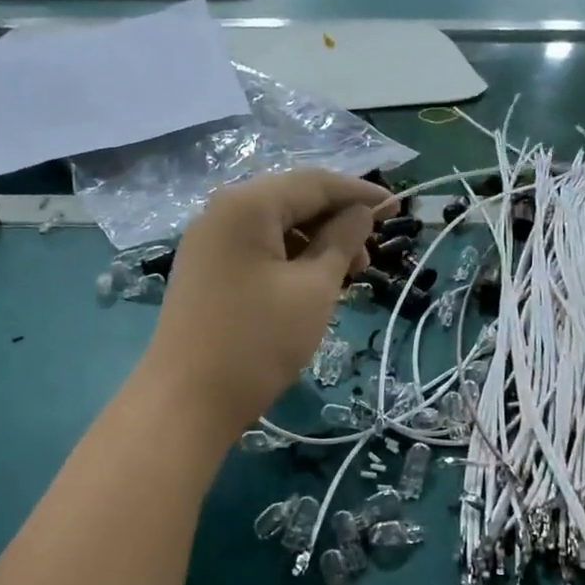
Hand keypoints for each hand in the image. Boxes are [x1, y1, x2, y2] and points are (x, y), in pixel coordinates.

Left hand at [138, 170, 389, 443]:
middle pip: (291, 202)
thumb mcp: (313, 290)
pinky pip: (254, 251)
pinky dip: (287, 261)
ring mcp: (207, 243)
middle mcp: (221, 212)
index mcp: (247, 204)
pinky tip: (308, 286)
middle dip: (335, 223)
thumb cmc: (257, 342)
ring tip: (344, 280)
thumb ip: (341, 242)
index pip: (314, 183)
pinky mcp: (203, 272)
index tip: (397, 208)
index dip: (359, 194)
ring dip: (313, 245)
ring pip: (273, 229)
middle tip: (367, 260)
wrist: (186, 401)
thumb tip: (360, 213)